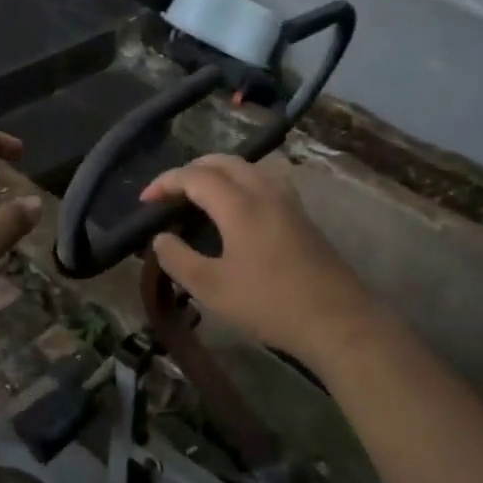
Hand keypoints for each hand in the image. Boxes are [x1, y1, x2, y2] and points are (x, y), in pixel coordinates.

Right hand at [140, 154, 377, 364]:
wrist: (337, 320)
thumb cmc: (269, 304)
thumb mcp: (212, 288)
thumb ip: (179, 259)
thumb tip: (160, 238)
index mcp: (239, 204)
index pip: (195, 177)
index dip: (165, 183)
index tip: (144, 200)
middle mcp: (264, 191)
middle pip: (223, 162)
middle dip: (191, 170)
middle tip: (170, 193)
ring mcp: (288, 202)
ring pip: (248, 168)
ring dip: (218, 172)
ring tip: (200, 195)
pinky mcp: (302, 216)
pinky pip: (264, 181)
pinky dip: (240, 182)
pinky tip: (237, 208)